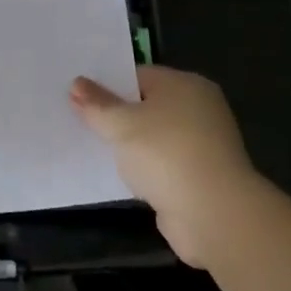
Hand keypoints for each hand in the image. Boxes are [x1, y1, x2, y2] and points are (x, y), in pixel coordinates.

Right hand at [70, 65, 256, 265]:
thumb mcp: (121, 124)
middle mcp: (198, 108)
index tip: (79, 98)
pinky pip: (162, 164)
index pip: (138, 75)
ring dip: (129, 145)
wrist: (214, 214)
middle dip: (116, 116)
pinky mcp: (199, 176)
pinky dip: (143, 169)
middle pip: (146, 105)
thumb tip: (76, 84)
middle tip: (80, 121)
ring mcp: (202, 144)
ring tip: (93, 149)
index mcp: (184, 85)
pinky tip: (119, 175)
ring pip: (153, 137)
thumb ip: (97, 104)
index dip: (107, 86)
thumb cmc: (166, 154)